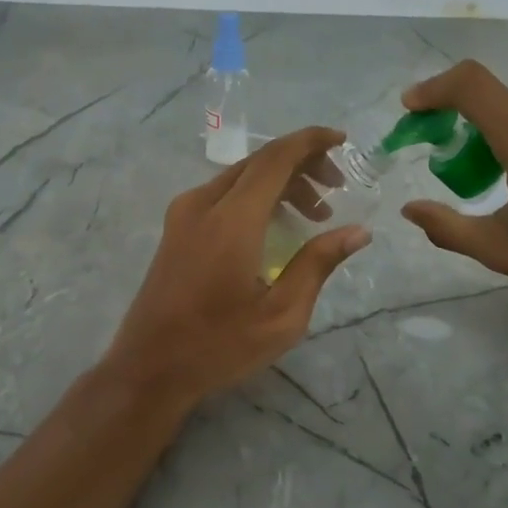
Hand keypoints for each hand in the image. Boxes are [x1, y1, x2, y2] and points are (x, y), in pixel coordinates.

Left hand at [104, 127, 370, 408]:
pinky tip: (275, 225)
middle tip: (336, 188)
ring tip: (314, 214)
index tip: (342, 140)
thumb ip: (318, 264)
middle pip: (258, 162)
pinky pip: (222, 194)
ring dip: (279, 182)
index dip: (310, 142)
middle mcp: (203, 204)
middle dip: (301, 164)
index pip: (276, 158)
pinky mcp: (176, 229)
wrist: (149, 367)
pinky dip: (255, 196)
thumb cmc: (219, 346)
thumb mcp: (281, 314)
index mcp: (232, 220)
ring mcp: (183, 214)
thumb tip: (358, 231)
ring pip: (239, 176)